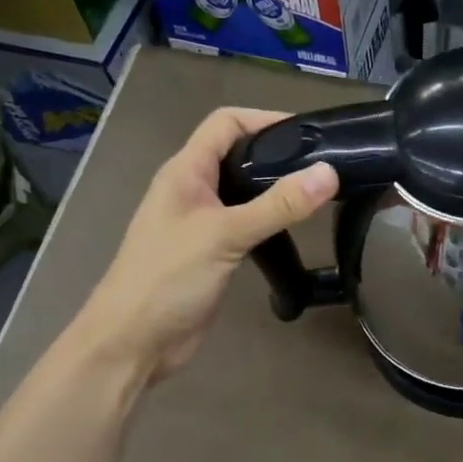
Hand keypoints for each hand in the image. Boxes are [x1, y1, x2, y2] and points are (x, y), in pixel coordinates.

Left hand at [75, 107, 338, 384]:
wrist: (133, 343)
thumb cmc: (168, 279)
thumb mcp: (225, 235)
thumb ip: (278, 205)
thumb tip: (329, 172)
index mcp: (185, 172)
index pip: (225, 123)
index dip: (265, 118)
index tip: (310, 133)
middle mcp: (192, 190)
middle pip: (237, 154)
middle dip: (277, 153)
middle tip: (323, 164)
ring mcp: (200, 222)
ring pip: (243, 191)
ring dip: (274, 188)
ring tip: (317, 193)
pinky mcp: (211, 252)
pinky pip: (244, 223)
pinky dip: (269, 219)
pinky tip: (294, 229)